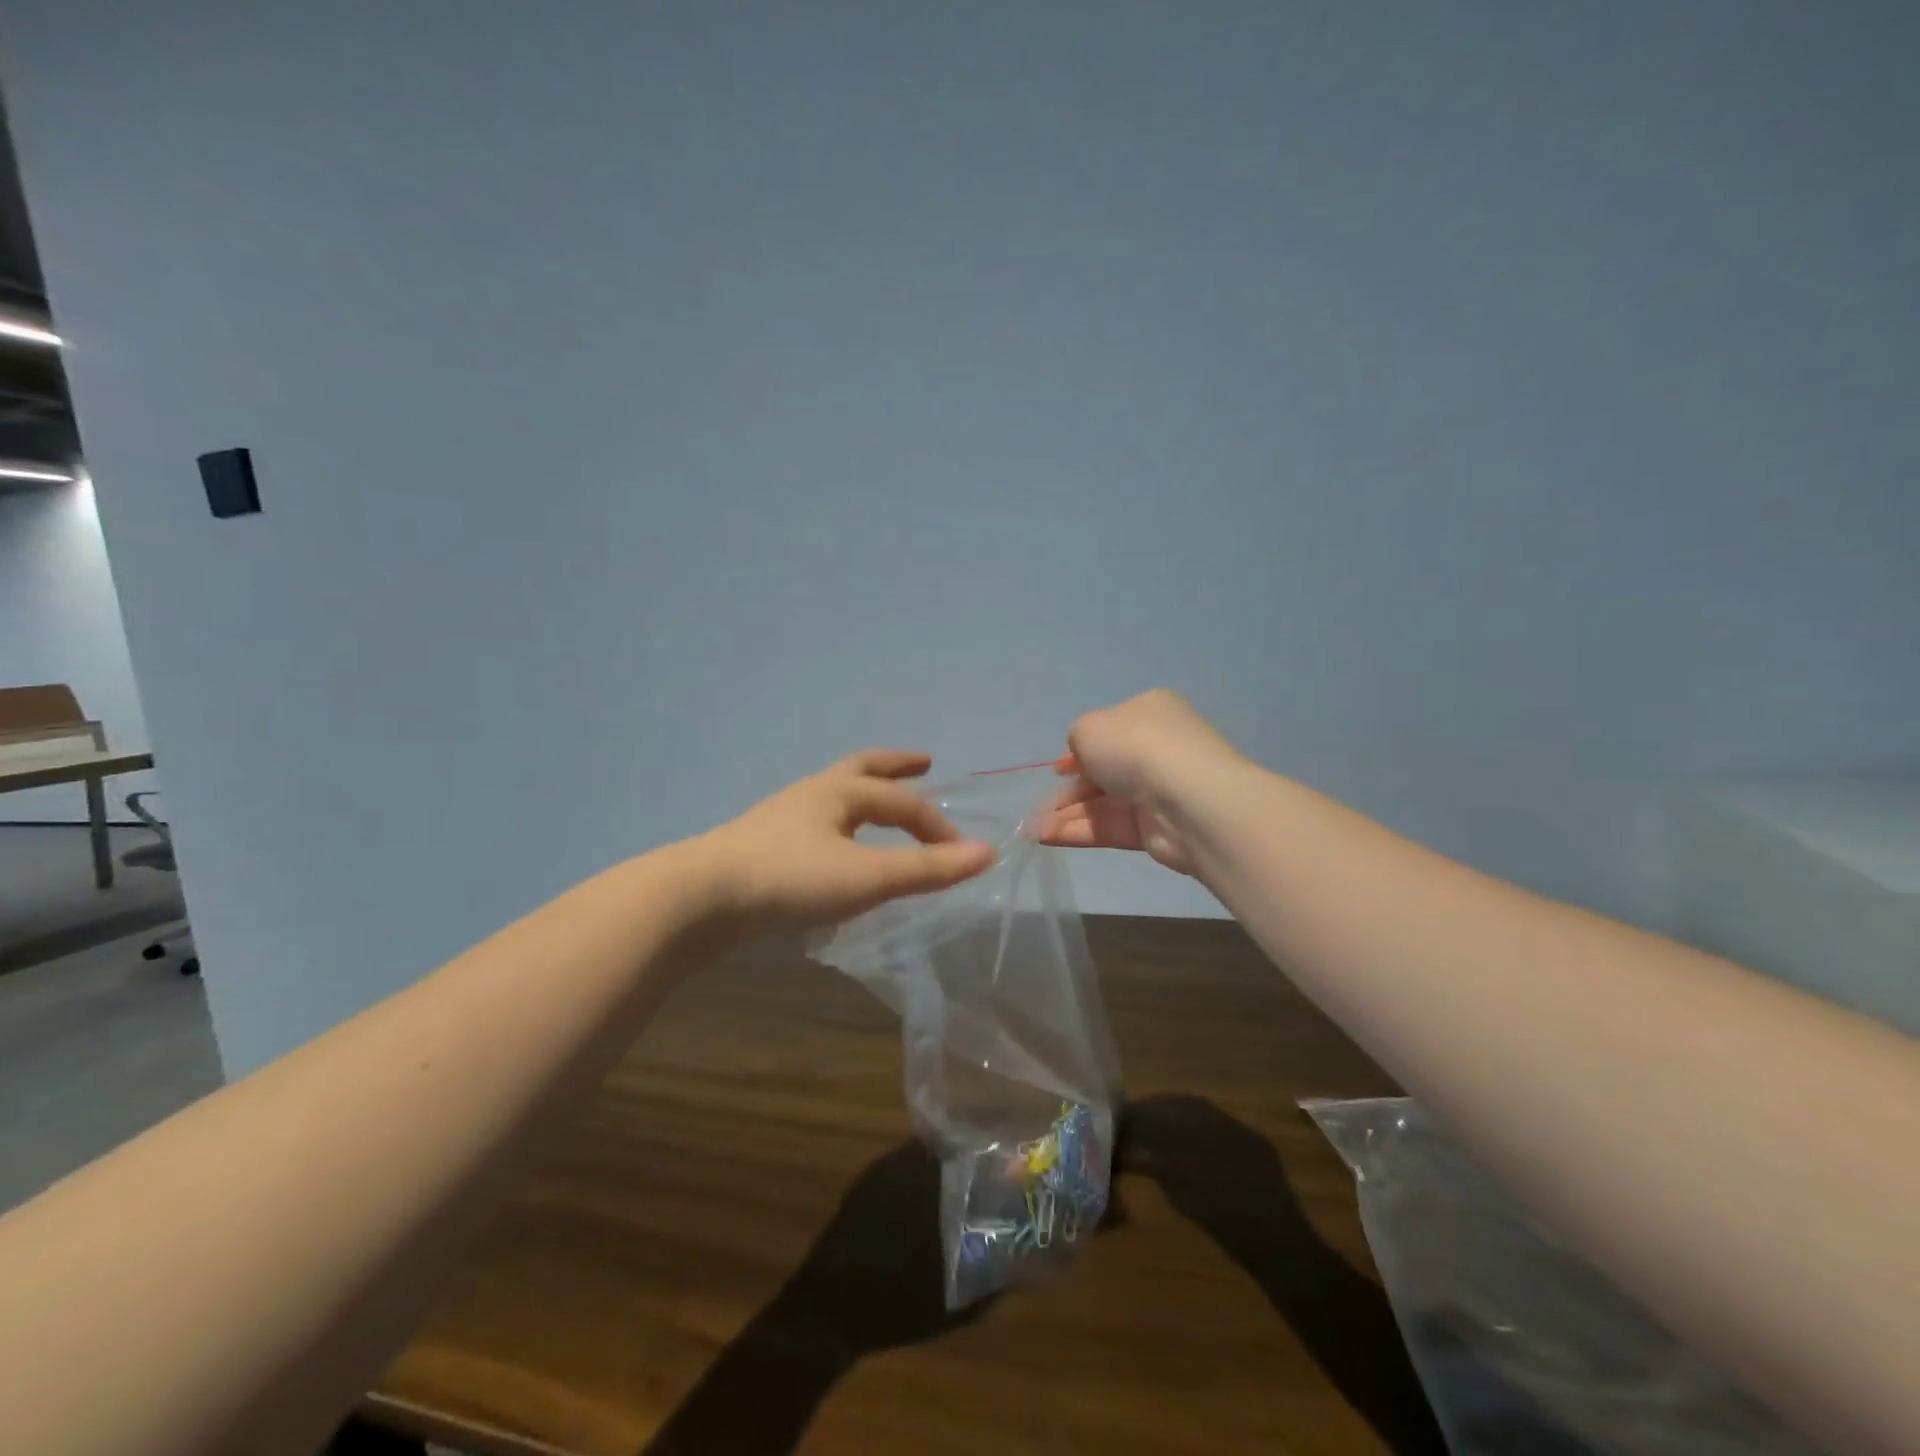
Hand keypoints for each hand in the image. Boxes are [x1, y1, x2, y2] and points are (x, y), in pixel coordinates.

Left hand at [698, 750, 994, 930]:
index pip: (904, 802)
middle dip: (897, 767)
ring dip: (865, 796)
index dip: (937, 827)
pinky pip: (815, 824)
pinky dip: (840, 825)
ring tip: (880, 807)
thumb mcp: (866, 877)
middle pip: (863, 770)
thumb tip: (988, 854)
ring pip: (835, 797)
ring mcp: (784, 818)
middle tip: (923, 761)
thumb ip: (926, 869)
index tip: (961, 856)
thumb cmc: (789, 879)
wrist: (699, 898)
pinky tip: (835, 850)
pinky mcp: (763, 845)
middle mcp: (813, 794)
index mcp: (840, 792)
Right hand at [1037, 689, 1242, 874]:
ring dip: (1067, 814)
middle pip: (1104, 770)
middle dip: (1069, 789)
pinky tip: (1047, 838)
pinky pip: (1111, 827)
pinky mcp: (1155, 828)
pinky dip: (1079, 831)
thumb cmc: (1136, 747)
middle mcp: (1156, 749)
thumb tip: (1082, 761)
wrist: (1188, 800)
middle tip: (1039, 807)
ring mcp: (1158, 791)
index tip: (1056, 770)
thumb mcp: (1089, 727)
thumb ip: (1077, 740)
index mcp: (1148, 713)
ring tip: (1033, 829)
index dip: (1078, 751)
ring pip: (1104, 802)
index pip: (1108, 730)